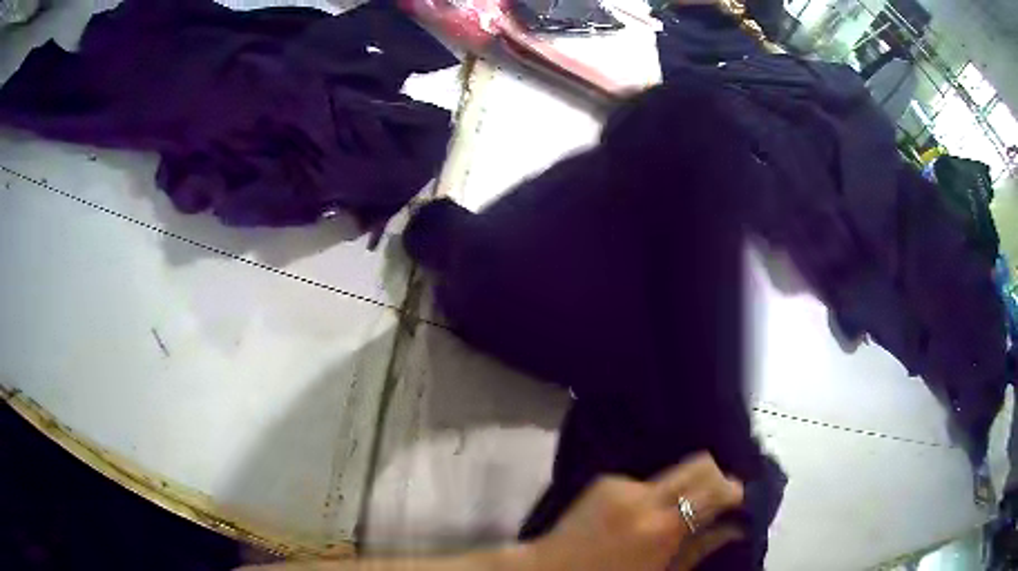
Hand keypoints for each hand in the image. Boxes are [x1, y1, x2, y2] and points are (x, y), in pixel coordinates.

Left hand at [527, 453, 744, 570]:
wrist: (548, 570)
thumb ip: (701, 547)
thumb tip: (736, 527)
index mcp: (661, 526)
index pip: (714, 488)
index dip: (734, 490)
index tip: (740, 501)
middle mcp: (644, 496)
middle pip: (699, 463)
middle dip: (716, 477)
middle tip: (718, 500)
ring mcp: (621, 483)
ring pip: (672, 471)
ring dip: (683, 488)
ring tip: (677, 512)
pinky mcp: (605, 479)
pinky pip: (644, 481)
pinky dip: (654, 494)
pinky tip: (644, 513)